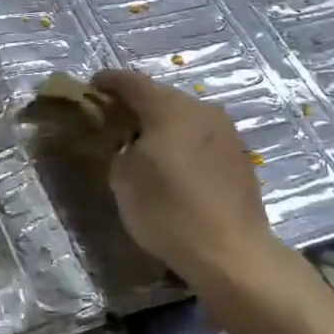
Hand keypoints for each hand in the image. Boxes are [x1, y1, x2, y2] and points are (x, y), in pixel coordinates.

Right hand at [93, 70, 282, 285]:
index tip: (93, 86)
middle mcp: (201, 110)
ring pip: (185, 116)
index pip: (132, 82)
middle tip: (115, 119)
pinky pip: (202, 136)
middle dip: (137, 104)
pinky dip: (183, 141)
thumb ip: (120, 149)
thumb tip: (129, 143)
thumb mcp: (123, 179)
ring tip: (144, 142)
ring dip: (163, 123)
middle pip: (162, 96)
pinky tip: (174, 163)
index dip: (109, 81)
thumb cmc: (167, 211)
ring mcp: (226, 131)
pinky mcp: (240, 155)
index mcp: (169, 108)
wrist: (230, 252)